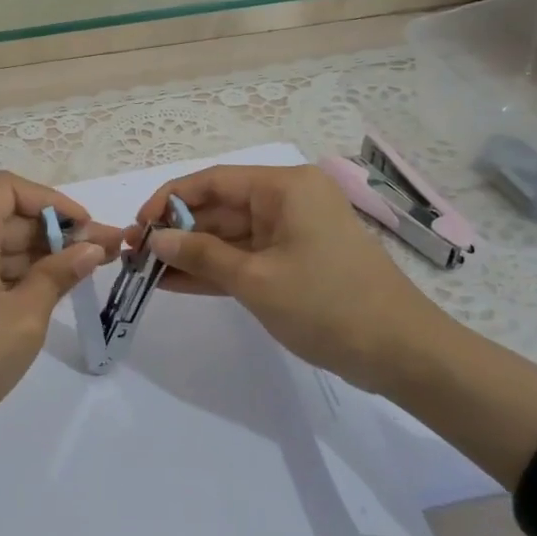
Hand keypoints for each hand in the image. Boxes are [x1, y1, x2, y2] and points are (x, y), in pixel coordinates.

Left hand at [0, 170, 122, 449]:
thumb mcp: (24, 317)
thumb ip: (59, 275)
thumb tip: (91, 248)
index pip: (9, 188)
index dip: (52, 202)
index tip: (85, 227)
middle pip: (7, 216)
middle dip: (56, 232)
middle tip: (106, 252)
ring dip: (40, 255)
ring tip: (88, 272)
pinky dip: (17, 273)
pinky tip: (51, 290)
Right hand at [129, 163, 457, 381]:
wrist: (401, 353)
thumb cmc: (327, 305)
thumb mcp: (255, 280)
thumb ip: (201, 254)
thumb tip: (156, 238)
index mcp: (284, 188)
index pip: (212, 181)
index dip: (169, 200)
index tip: (137, 227)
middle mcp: (287, 200)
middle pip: (219, 208)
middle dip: (177, 231)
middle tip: (136, 256)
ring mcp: (292, 233)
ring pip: (229, 236)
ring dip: (191, 254)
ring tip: (146, 272)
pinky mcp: (294, 262)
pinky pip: (245, 258)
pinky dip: (215, 270)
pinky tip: (175, 283)